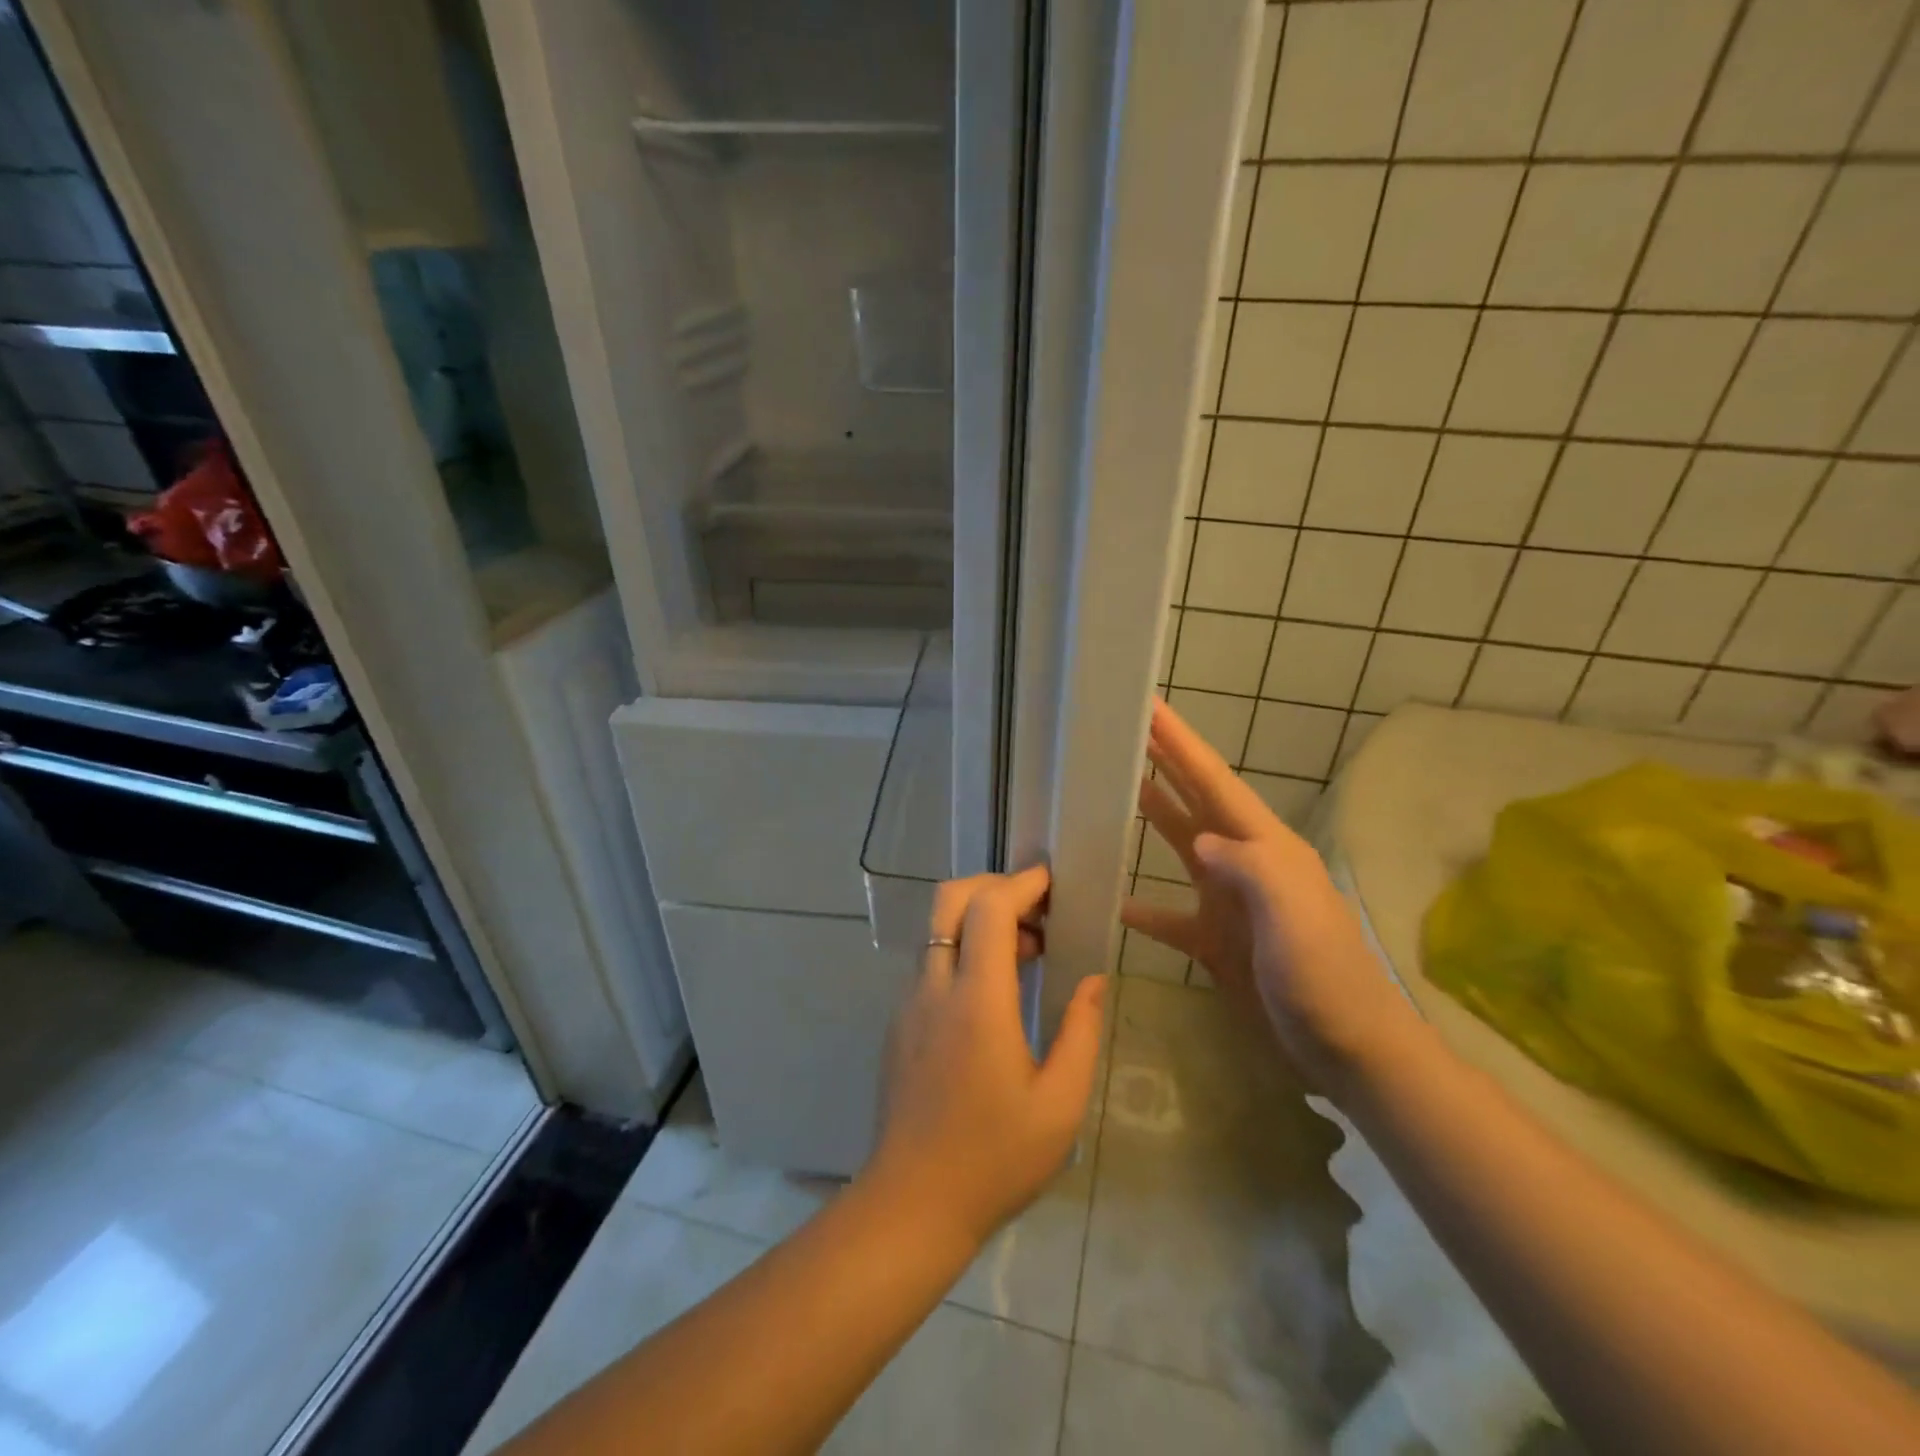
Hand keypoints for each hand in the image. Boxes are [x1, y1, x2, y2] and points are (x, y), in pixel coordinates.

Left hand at [866, 866, 1105, 1248]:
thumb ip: (1080, 1033)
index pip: (989, 909)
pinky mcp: (899, 1023)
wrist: (911, 1204)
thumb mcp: (1059, 1105)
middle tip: (1036, 910)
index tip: (1052, 882)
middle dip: (992, 886)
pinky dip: (962, 951)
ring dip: (978, 921)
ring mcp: (909, 1003)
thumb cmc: (994, 1158)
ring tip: (1027, 952)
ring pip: (937, 930)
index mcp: (977, 1001)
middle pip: (949, 900)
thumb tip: (1092, 981)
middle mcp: (935, 988)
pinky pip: (931, 963)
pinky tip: (994, 991)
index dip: (1022, 884)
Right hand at [1120, 698, 1408, 1078]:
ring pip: (1181, 847)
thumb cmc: (1323, 975)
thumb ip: (1248, 866)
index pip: (1215, 781)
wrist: (1347, 1049)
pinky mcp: (1216, 942)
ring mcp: (1229, 903)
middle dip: (1165, 763)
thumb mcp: (1292, 912)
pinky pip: (1168, 916)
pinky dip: (1141, 906)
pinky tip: (1113, 900)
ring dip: (1152, 816)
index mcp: (1265, 847)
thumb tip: (1199, 840)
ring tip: (1114, 790)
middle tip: (1127, 731)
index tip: (1150, 707)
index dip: (1182, 743)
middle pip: (1196, 802)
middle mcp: (1245, 864)